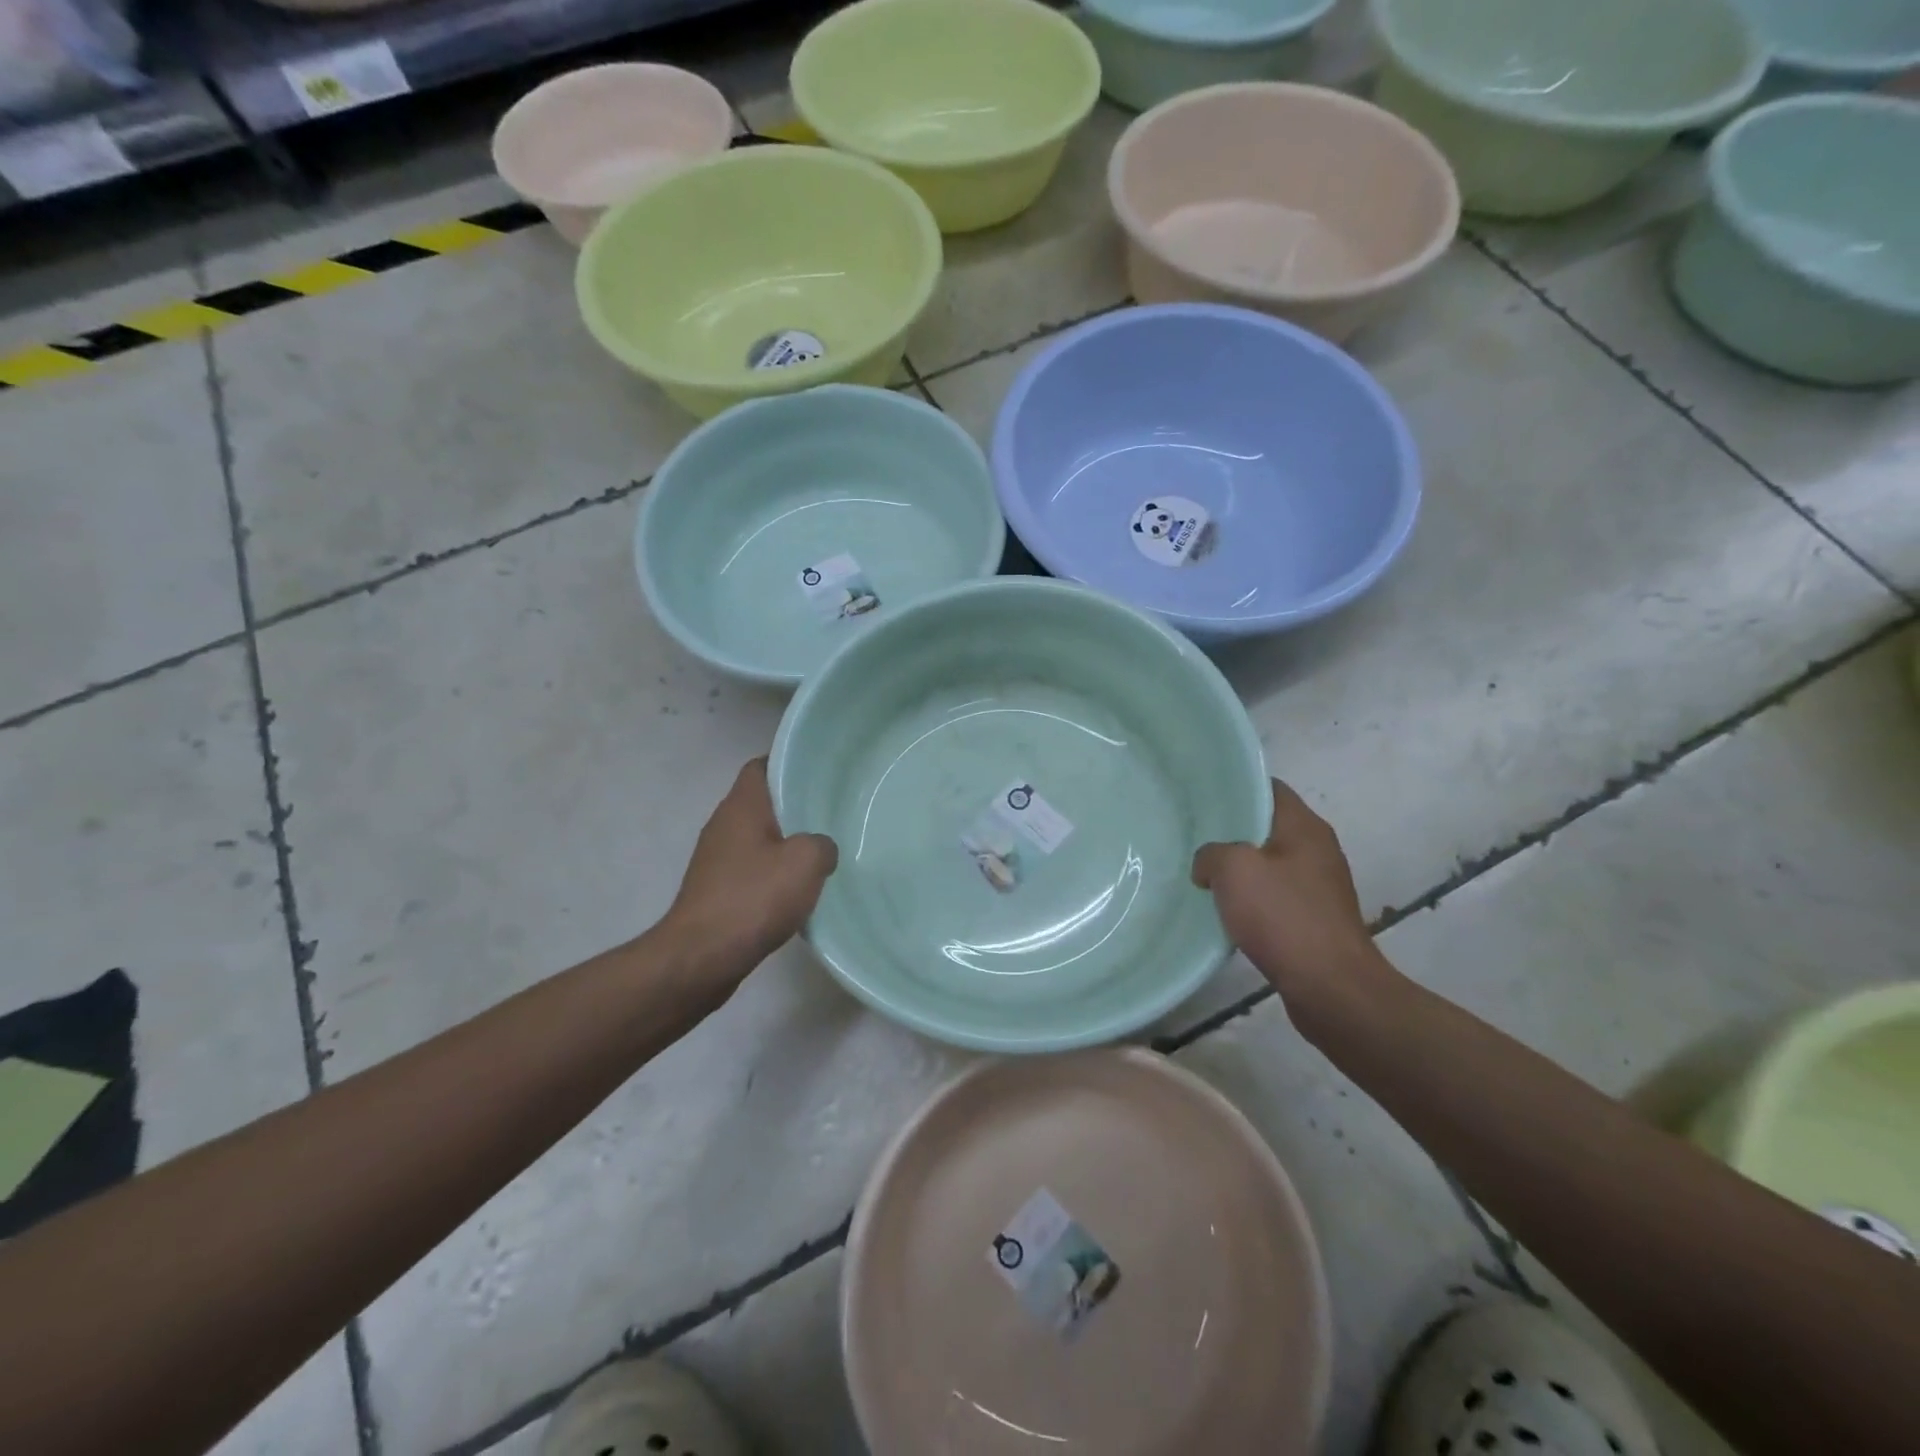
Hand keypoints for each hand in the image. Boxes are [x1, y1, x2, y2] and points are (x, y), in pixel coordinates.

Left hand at [666, 759, 837, 972]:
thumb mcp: (806, 862)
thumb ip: (823, 844)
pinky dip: (774, 874)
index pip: (762, 765)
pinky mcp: (717, 891)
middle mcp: (724, 825)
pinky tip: (799, 890)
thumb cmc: (753, 898)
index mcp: (741, 806)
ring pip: (759, 838)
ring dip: (787, 844)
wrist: (701, 958)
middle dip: (795, 806)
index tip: (820, 773)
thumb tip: (821, 849)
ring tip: (823, 851)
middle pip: (763, 803)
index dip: (789, 763)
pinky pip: (752, 870)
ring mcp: (717, 860)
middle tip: (832, 812)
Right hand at [1192, 779, 1388, 1017]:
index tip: (1201, 797)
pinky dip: (1250, 900)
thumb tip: (1208, 864)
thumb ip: (1211, 853)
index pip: (1269, 788)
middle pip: (1267, 826)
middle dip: (1231, 831)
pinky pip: (1274, 897)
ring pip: (1269, 864)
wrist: (1331, 989)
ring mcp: (1318, 887)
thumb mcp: (1234, 870)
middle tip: (1192, 835)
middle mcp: (1317, 850)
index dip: (1236, 787)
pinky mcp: (1313, 920)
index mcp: (1305, 827)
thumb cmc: (1284, 918)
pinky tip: (1225, 912)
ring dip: (1239, 869)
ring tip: (1201, 874)